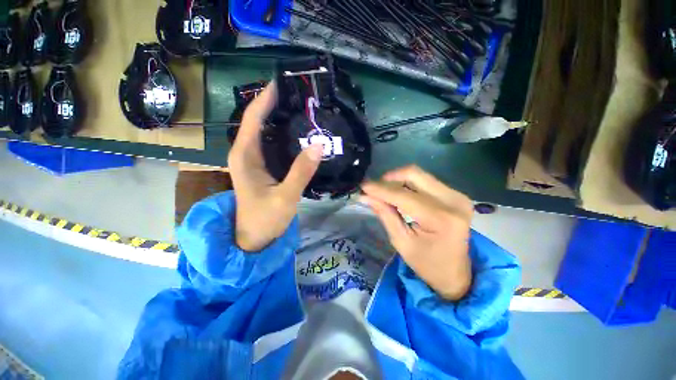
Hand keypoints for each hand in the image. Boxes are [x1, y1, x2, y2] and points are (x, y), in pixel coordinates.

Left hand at [228, 82, 323, 251]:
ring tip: (303, 109)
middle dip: (276, 105)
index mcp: (244, 155)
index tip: (283, 82)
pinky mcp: (262, 166)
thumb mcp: (285, 196)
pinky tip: (300, 133)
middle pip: (258, 120)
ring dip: (281, 118)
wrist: (254, 237)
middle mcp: (245, 152)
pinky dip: (284, 135)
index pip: (252, 118)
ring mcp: (253, 159)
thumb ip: (301, 171)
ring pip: (265, 131)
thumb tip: (319, 144)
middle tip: (301, 96)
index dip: (265, 98)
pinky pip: (272, 143)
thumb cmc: (265, 219)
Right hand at [361, 166, 473, 300]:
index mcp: (440, 219)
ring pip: (419, 175)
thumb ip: (385, 214)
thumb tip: (366, 196)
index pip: (403, 196)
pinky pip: (426, 181)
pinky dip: (409, 184)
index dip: (380, 189)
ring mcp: (457, 196)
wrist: (455, 273)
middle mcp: (453, 201)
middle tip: (375, 188)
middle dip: (390, 178)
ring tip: (385, 192)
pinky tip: (399, 194)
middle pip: (414, 174)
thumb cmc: (427, 264)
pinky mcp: (456, 195)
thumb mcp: (401, 242)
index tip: (363, 186)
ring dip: (398, 180)